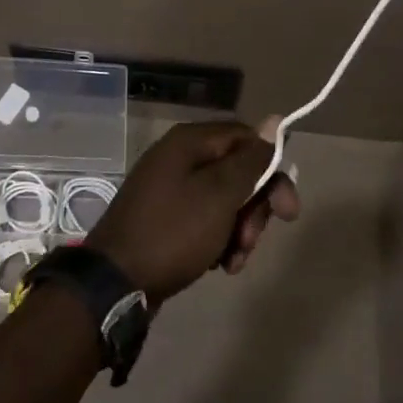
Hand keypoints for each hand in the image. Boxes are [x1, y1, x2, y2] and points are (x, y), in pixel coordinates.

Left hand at [85, 120, 299, 302]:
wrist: (116, 283)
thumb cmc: (174, 231)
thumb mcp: (220, 194)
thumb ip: (251, 159)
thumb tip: (274, 120)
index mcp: (190, 142)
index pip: (247, 138)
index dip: (272, 169)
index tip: (287, 210)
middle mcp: (179, 158)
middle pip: (237, 172)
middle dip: (254, 208)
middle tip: (253, 239)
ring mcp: (169, 189)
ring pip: (224, 200)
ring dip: (239, 230)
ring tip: (234, 260)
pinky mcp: (165, 218)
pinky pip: (204, 220)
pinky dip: (218, 240)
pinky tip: (219, 265)